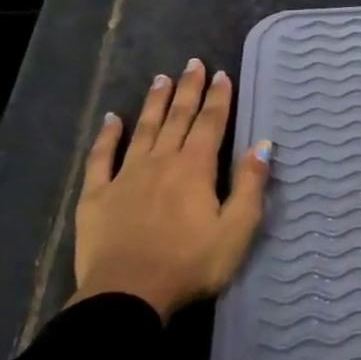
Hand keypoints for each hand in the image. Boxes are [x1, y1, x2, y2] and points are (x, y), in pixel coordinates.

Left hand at [72, 60, 270, 321]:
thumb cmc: (192, 264)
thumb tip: (263, 145)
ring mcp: (125, 176)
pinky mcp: (97, 195)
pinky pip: (101, 157)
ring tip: (161, 78)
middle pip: (177, 119)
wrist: (128, 295)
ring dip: (154, 103)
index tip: (221, 75)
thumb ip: (250, 185)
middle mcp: (160, 162)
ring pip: (143, 130)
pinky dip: (108, 136)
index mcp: (196, 169)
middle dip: (188, 90)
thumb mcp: (237, 229)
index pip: (210, 124)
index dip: (218, 99)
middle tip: (193, 64)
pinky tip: (112, 119)